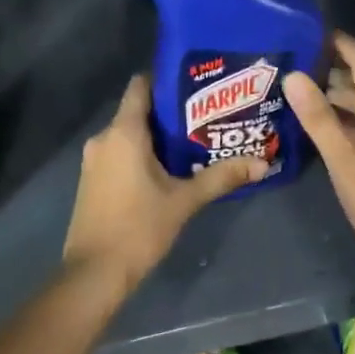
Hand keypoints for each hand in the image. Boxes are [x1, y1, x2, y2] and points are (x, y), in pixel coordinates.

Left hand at [62, 75, 265, 291]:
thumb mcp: (184, 201)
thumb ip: (221, 177)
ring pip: (129, 134)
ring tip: (194, 141)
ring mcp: (94, 160)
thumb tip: (262, 163)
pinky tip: (168, 168)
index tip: (195, 84)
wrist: (93, 274)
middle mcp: (104, 138)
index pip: (141, 85)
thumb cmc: (138, 228)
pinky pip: (120, 153)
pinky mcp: (92, 180)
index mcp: (123, 132)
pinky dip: (141, 154)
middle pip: (138, 111)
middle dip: (170, 112)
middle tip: (207, 116)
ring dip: (157, 136)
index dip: (166, 79)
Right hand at [283, 33, 354, 261]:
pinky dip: (352, 115)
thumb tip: (294, 76)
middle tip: (298, 67)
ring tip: (305, 96)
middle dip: (334, 69)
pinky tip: (330, 127)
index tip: (312, 33)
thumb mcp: (345, 165)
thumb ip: (320, 120)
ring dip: (341, 94)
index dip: (341, 43)